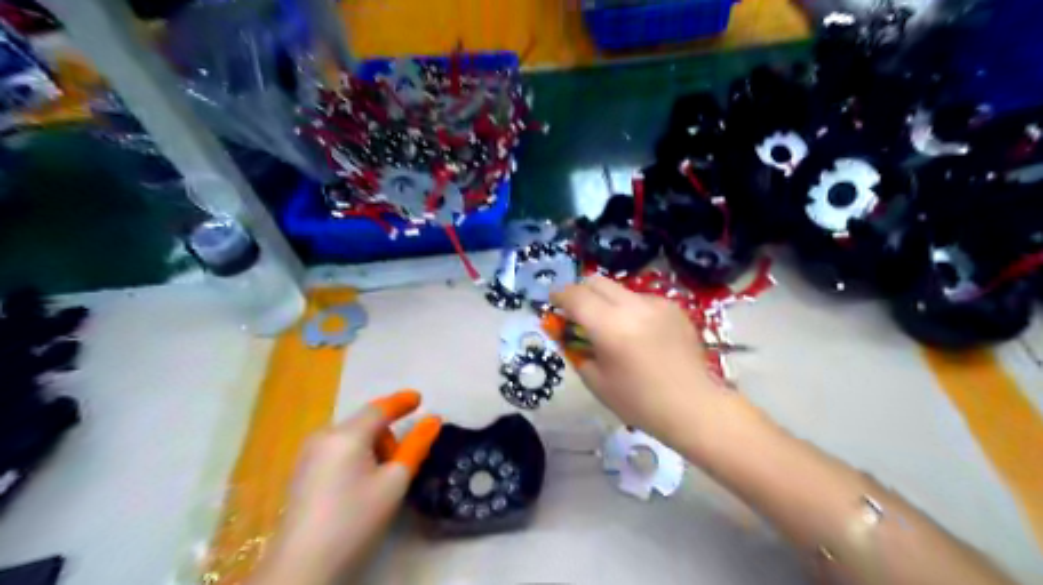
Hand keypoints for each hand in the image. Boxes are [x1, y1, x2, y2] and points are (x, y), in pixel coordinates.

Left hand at [250, 387, 439, 584]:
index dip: (401, 402)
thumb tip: (433, 420)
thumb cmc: (355, 521)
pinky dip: (355, 457)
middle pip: (365, 423)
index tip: (419, 398)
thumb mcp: (393, 483)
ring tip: (378, 482)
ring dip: (371, 448)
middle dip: (387, 437)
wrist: (302, 567)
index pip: (379, 409)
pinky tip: (356, 487)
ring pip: (351, 437)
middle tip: (398, 467)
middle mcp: (323, 436)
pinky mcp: (301, 472)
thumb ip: (415, 447)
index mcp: (346, 436)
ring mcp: (308, 454)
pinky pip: (337, 450)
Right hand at [547, 277, 731, 449]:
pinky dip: (630, 309)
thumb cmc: (639, 402)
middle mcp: (633, 306)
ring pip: (620, 289)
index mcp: (610, 327)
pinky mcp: (674, 307)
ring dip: (607, 301)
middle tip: (577, 311)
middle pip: (597, 281)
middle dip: (581, 292)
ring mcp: (657, 304)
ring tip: (611, 326)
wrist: (693, 407)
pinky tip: (639, 333)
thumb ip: (577, 351)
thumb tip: (568, 334)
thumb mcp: (596, 381)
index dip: (559, 296)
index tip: (553, 302)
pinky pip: (642, 299)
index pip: (575, 296)